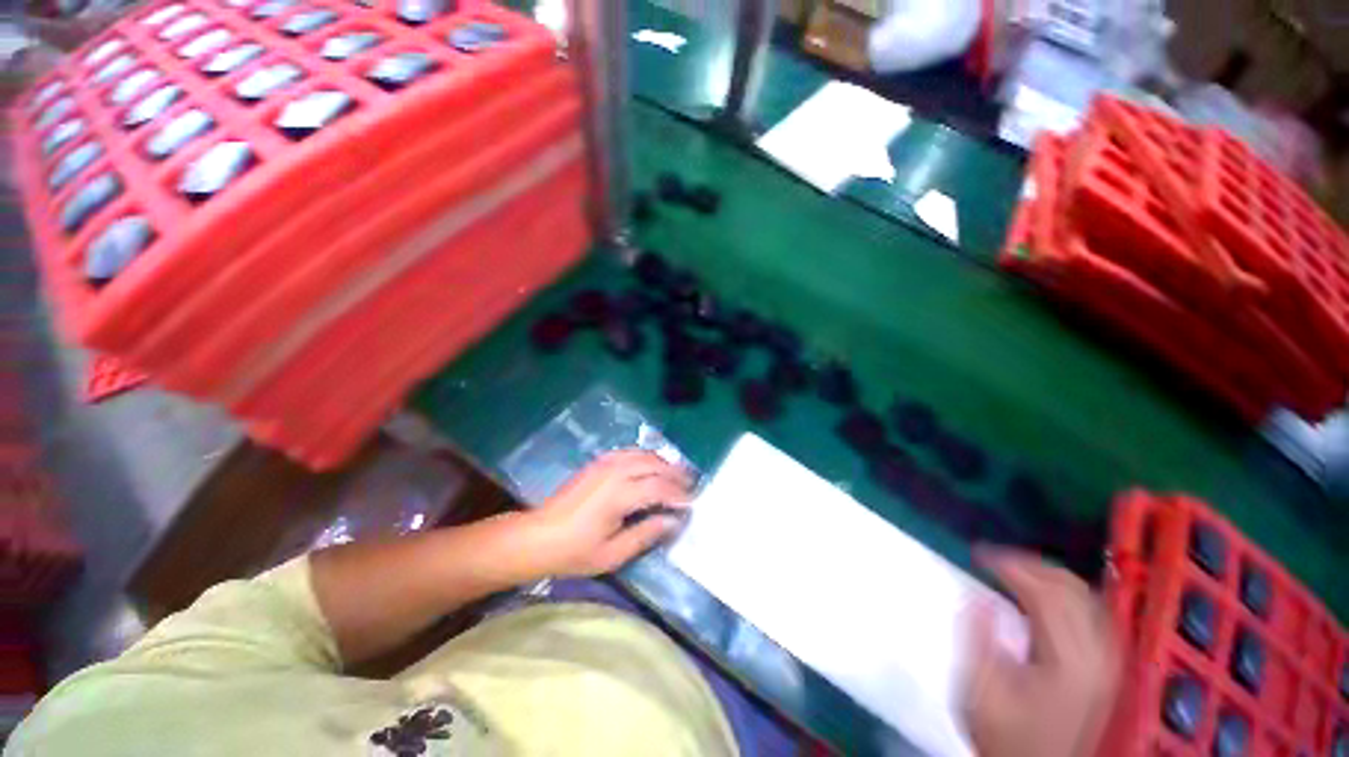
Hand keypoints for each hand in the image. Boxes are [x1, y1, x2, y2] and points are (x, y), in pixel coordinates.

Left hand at [525, 450, 693, 576]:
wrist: (537, 536)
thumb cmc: (574, 552)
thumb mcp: (612, 554)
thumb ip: (645, 534)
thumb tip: (673, 521)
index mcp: (618, 495)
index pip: (659, 488)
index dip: (678, 495)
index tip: (692, 503)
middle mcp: (614, 472)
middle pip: (655, 466)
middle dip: (676, 475)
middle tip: (692, 486)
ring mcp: (605, 463)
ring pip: (644, 455)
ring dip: (663, 463)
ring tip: (677, 475)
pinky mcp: (598, 462)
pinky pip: (630, 452)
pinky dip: (646, 457)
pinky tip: (651, 467)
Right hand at [964, 548, 1120, 756]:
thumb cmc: (1005, 734)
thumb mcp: (980, 690)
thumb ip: (979, 639)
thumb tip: (980, 596)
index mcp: (1067, 661)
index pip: (1045, 594)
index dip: (1011, 566)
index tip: (978, 555)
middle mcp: (1096, 656)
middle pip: (1071, 590)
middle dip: (1029, 565)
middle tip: (994, 559)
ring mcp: (1106, 662)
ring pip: (1087, 598)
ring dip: (1049, 576)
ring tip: (1015, 570)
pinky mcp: (1105, 668)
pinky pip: (1094, 614)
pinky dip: (1068, 594)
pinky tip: (1046, 596)